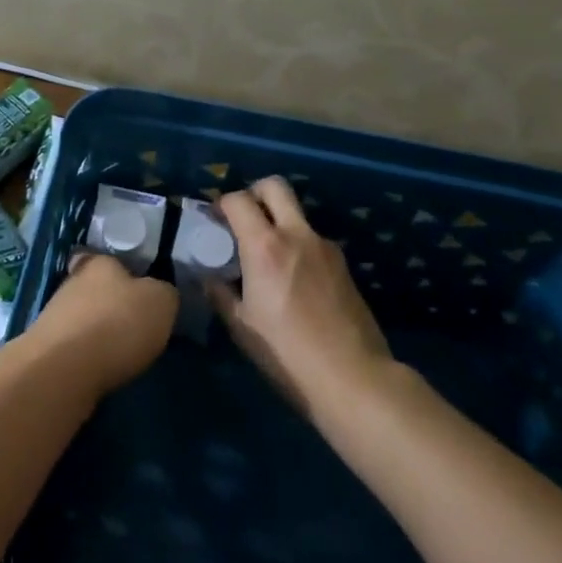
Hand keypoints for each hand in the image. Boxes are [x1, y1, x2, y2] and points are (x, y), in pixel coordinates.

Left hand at [30, 252, 177, 394]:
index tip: (134, 290)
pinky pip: (71, 346)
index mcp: (99, 263)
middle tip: (132, 324)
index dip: (119, 272)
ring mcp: (52, 316)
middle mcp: (71, 282)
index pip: (105, 258)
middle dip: (109, 304)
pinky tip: (99, 368)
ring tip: (118, 352)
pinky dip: (84, 355)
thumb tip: (158, 295)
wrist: (63, 369)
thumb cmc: (117, 324)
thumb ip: (163, 293)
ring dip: (96, 331)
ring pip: (80, 317)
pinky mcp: (44, 348)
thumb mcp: (160, 302)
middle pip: (92, 288)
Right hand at [212, 177, 394, 419]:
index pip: (238, 199)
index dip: (221, 203)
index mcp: (265, 246)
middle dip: (254, 193)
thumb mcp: (242, 326)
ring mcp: (325, 247)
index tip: (213, 221)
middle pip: (275, 186)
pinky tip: (292, 280)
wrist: (352, 376)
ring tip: (267, 257)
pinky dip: (297, 245)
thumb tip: (209, 276)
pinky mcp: (343, 263)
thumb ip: (221, 293)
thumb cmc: (287, 353)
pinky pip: (312, 240)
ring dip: (278, 222)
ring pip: (296, 214)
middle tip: (243, 219)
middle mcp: (297, 234)